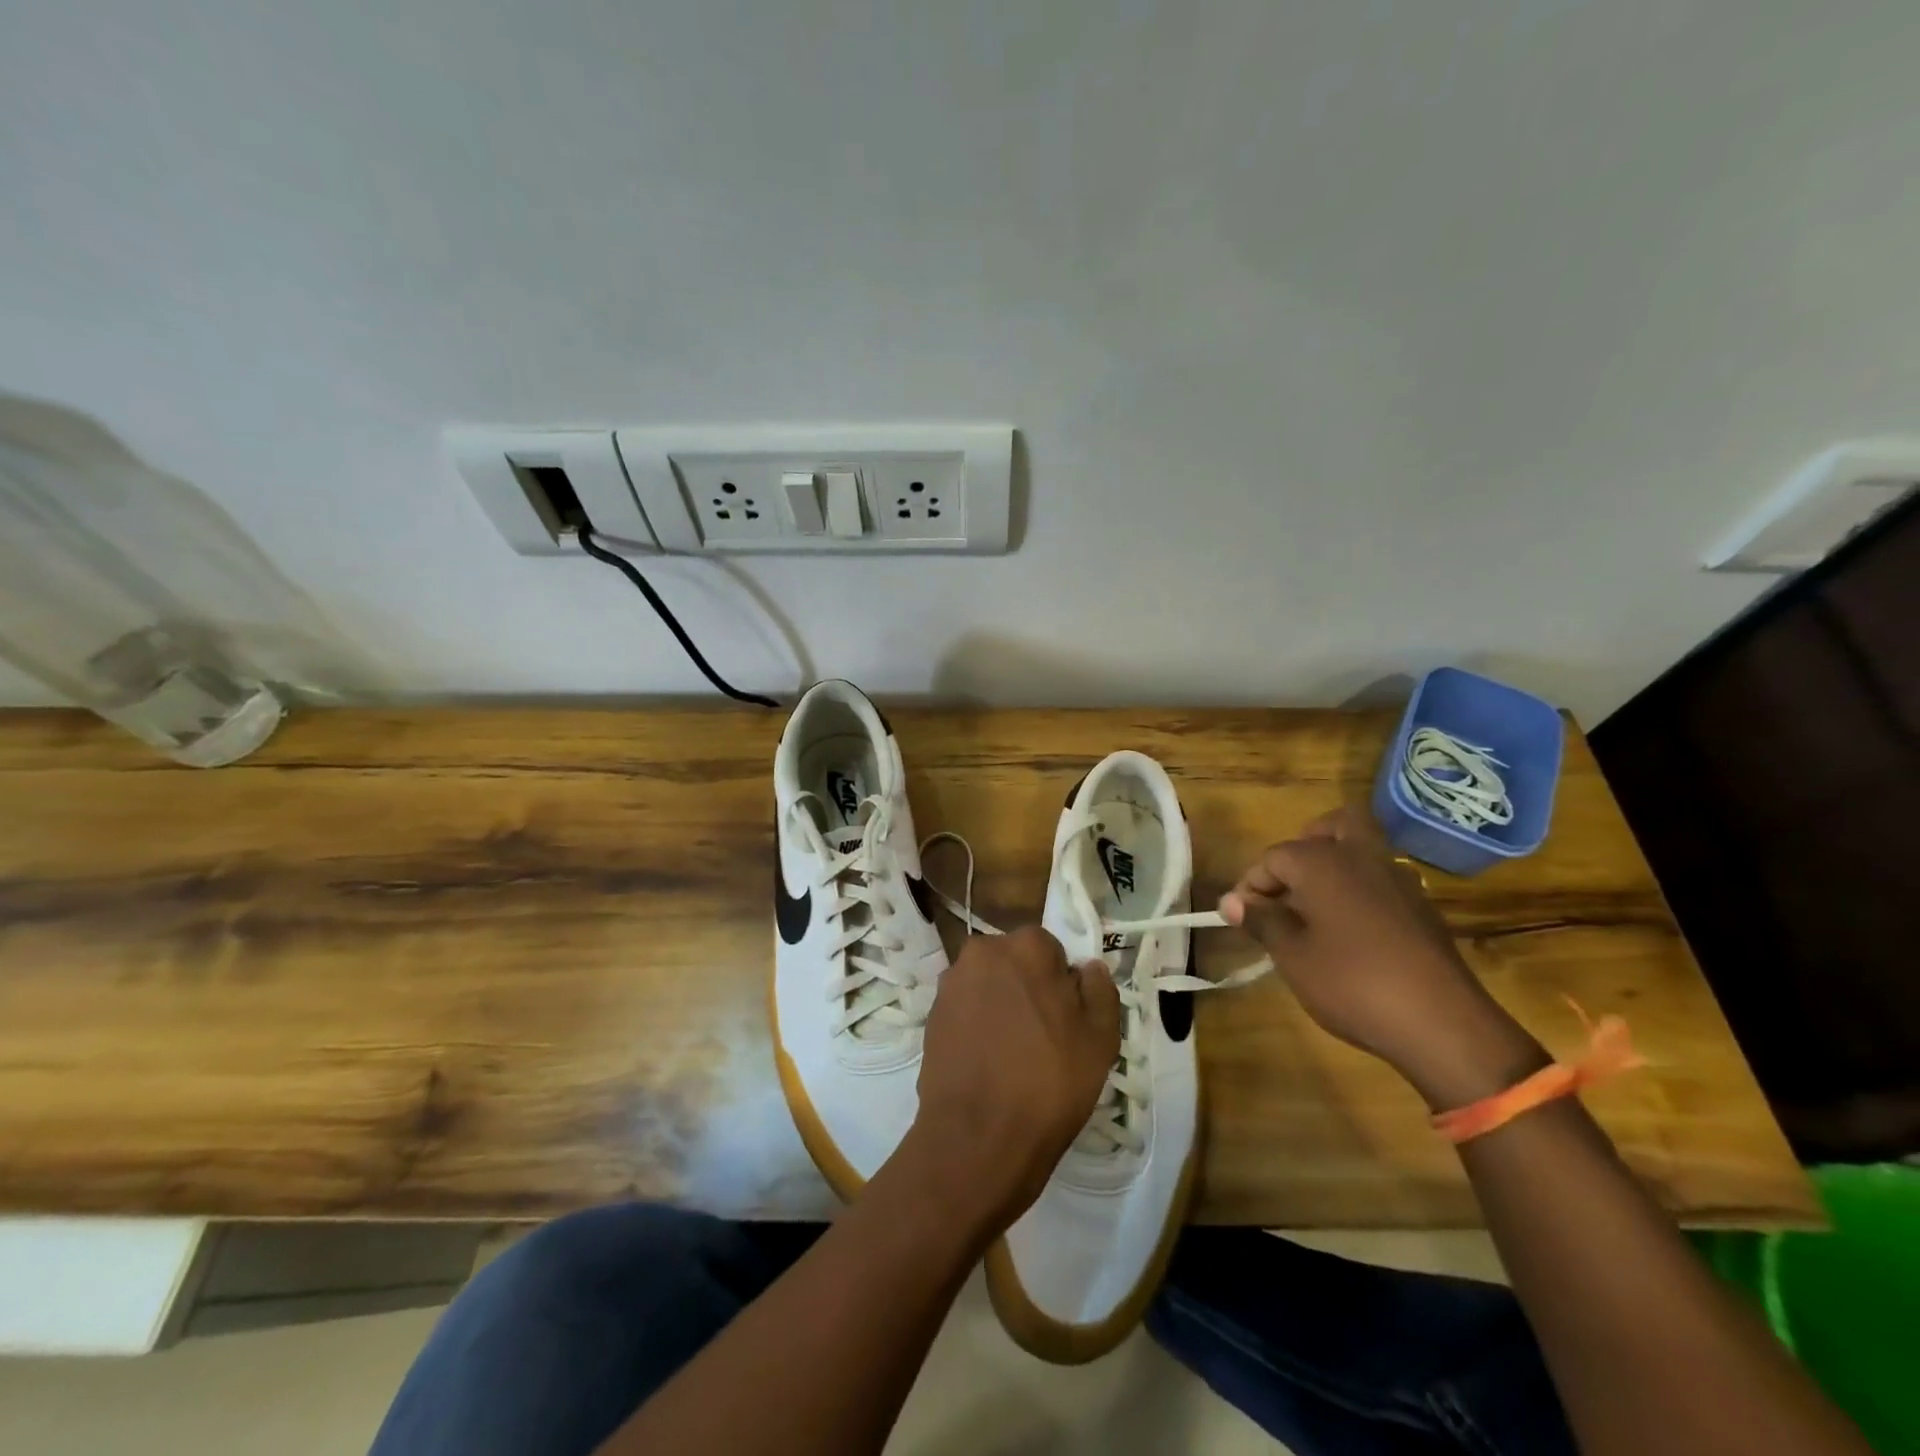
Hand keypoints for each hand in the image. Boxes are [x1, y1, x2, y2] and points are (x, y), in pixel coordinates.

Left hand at [906, 927, 1118, 1233]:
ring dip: (1001, 1006)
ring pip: (988, 986)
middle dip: (1028, 988)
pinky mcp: (930, 1015)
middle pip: (1015, 963)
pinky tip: (987, 1065)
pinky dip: (976, 1027)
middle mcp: (982, 951)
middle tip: (1043, 1038)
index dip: (1062, 983)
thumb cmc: (1048, 1082)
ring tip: (1013, 1056)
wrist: (977, 1138)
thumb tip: (1088, 967)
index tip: (1067, 1019)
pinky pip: (965, 1011)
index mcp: (1025, 946)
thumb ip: (1099, 990)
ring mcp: (950, 983)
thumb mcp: (1100, 1039)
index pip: (1051, 950)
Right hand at [1219, 807, 1543, 1108]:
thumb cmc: (1352, 983)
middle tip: (1287, 886)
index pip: (1274, 857)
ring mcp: (1399, 880)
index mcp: (1323, 862)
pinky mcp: (1422, 908)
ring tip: (1313, 911)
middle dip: (1304, 847)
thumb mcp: (1292, 956)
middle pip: (1332, 826)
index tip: (1241, 917)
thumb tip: (1231, 901)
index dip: (1252, 885)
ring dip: (1333, 867)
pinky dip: (1359, 890)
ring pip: (1361, 850)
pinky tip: (1349, 932)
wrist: (1444, 1025)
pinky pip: (1381, 880)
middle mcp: (1361, 857)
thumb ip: (1261, 921)